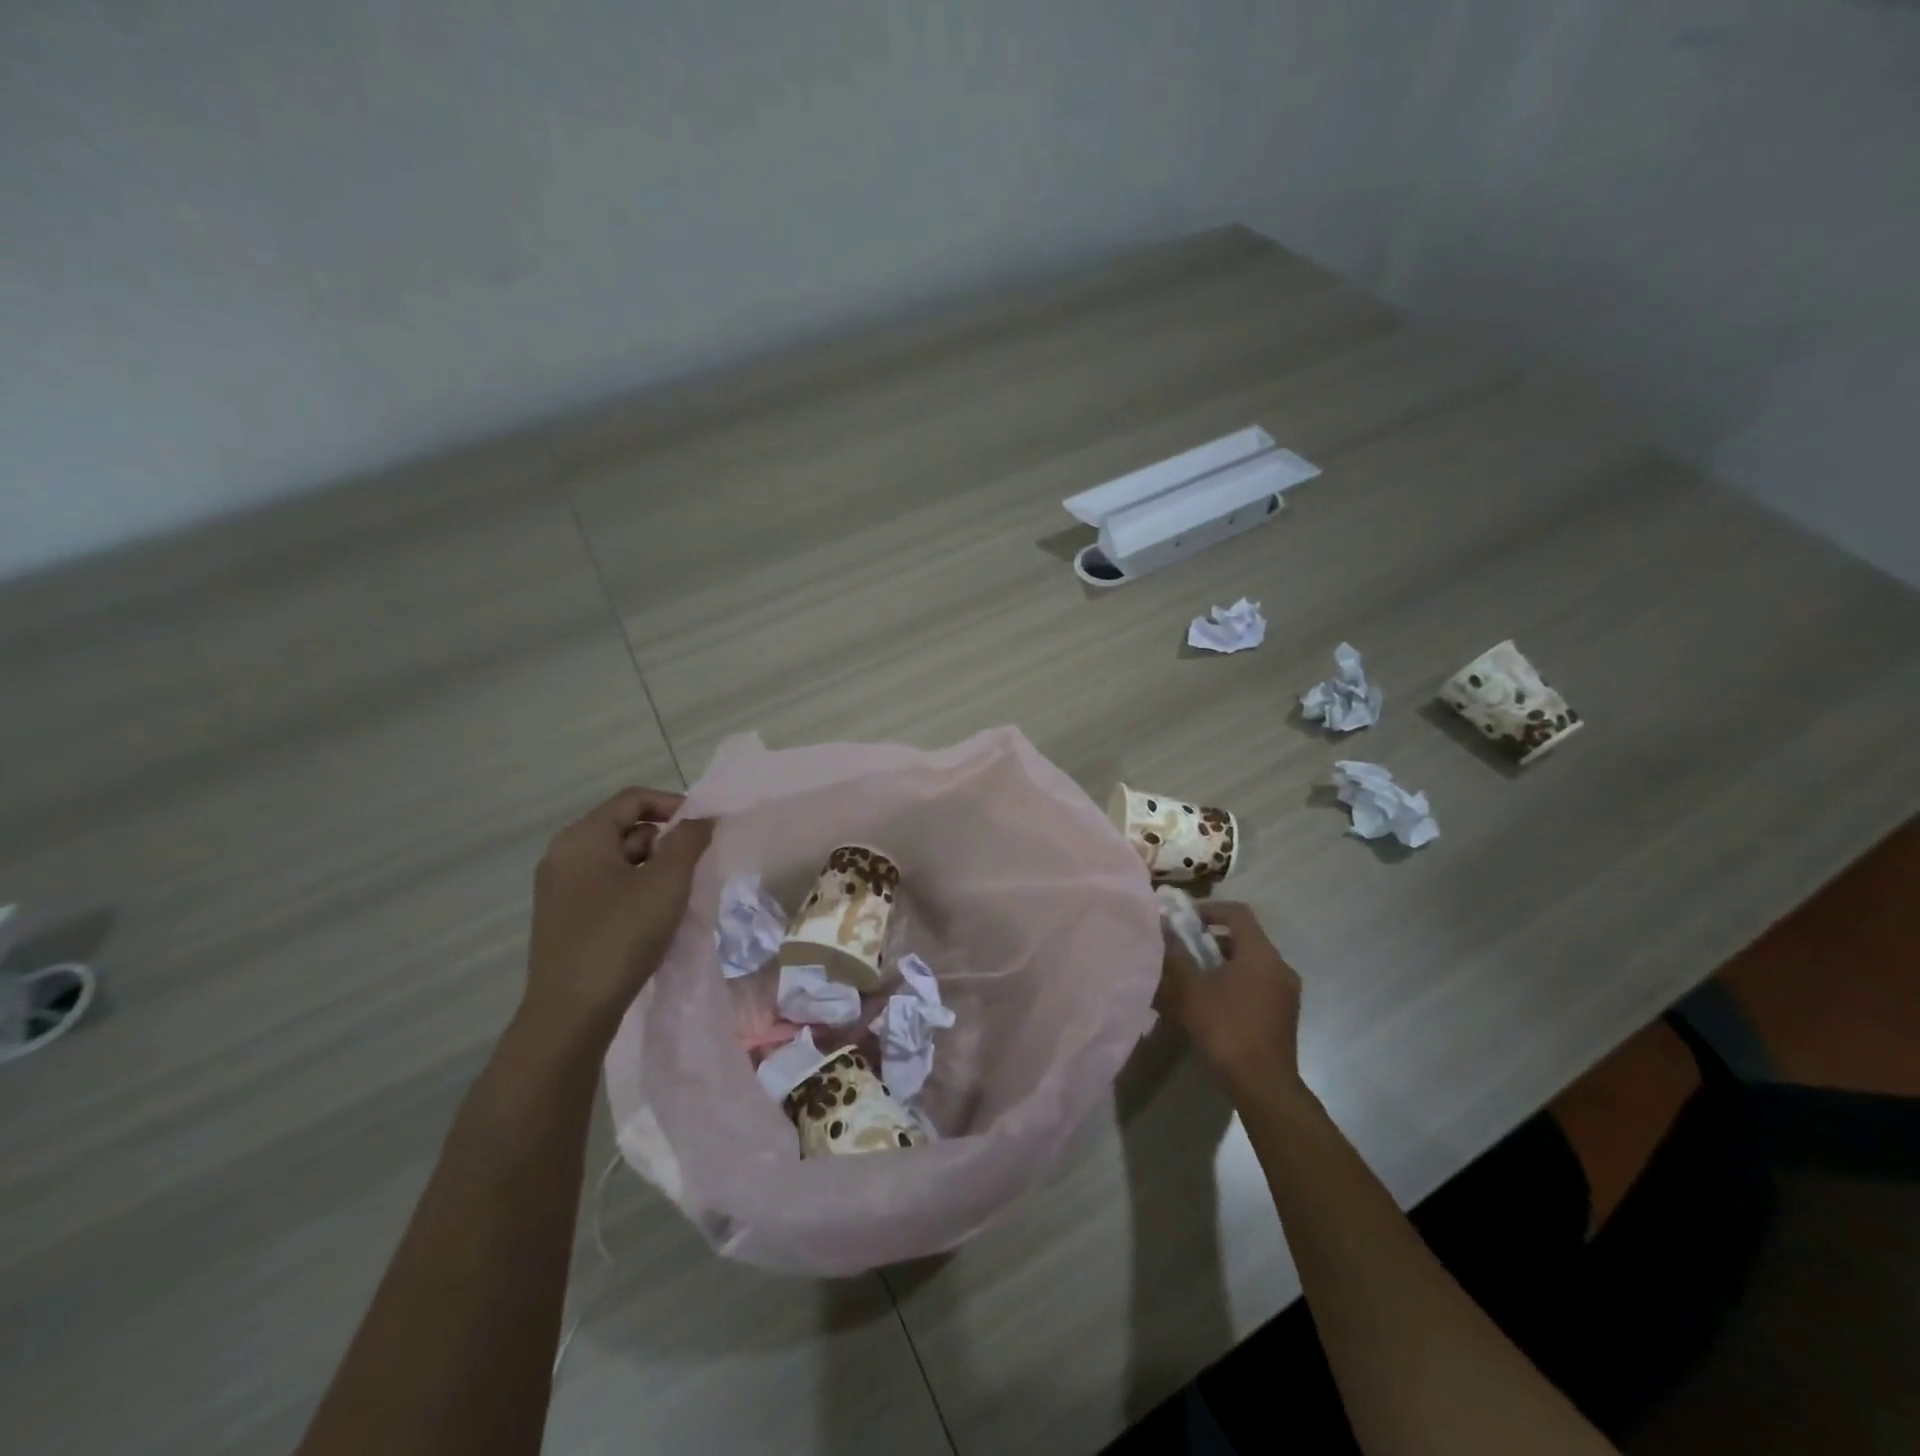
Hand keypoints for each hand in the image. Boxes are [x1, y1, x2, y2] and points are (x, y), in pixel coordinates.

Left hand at [522, 787, 713, 1047]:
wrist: (571, 1013)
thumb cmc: (621, 936)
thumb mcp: (666, 883)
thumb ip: (689, 841)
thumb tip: (704, 819)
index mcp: (581, 838)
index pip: (633, 799)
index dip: (674, 805)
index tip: (705, 829)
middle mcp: (563, 855)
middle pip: (625, 828)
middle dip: (665, 841)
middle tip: (695, 867)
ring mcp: (560, 889)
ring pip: (618, 860)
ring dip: (653, 868)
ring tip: (679, 896)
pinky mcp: (564, 917)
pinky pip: (607, 886)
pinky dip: (635, 889)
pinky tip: (655, 918)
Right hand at [1157, 901, 1303, 1097]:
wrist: (1263, 1084)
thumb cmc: (1225, 1028)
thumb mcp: (1190, 989)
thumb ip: (1175, 955)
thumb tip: (1162, 929)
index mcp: (1260, 953)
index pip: (1238, 912)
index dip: (1210, 909)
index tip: (1186, 922)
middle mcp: (1279, 966)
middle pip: (1245, 938)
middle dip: (1212, 940)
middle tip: (1185, 952)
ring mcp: (1286, 991)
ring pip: (1251, 963)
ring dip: (1223, 964)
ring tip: (1195, 980)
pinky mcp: (1285, 1013)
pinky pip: (1258, 984)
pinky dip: (1236, 983)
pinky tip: (1213, 1004)